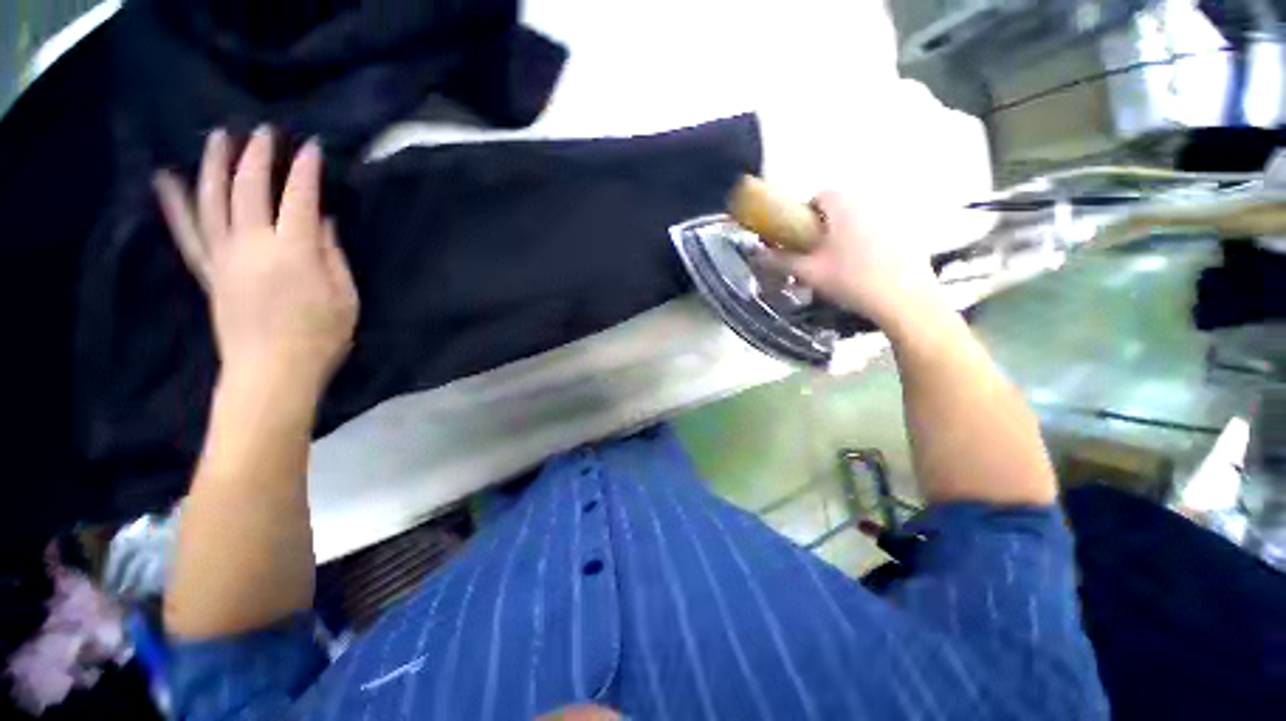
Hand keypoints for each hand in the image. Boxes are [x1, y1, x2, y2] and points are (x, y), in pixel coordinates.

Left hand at [153, 126, 357, 399]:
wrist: (271, 372)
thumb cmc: (321, 338)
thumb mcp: (345, 298)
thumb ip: (334, 256)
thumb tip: (323, 222)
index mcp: (294, 253)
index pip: (299, 199)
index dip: (306, 171)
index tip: (312, 148)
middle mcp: (253, 245)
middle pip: (250, 189)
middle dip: (258, 156)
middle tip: (264, 131)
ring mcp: (224, 256)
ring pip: (213, 200)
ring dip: (215, 165)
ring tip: (217, 137)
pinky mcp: (208, 271)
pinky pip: (187, 232)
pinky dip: (175, 203)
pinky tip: (166, 179)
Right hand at [774, 190, 940, 330]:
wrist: (905, 300)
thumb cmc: (851, 280)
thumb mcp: (809, 272)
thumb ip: (780, 261)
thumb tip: (756, 254)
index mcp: (844, 207)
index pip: (819, 195)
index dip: (803, 215)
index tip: (798, 238)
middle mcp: (870, 203)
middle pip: (839, 208)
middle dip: (822, 228)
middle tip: (815, 256)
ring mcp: (893, 217)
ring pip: (858, 220)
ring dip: (843, 236)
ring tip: (838, 266)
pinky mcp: (908, 234)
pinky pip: (877, 231)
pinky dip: (865, 243)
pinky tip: (864, 270)